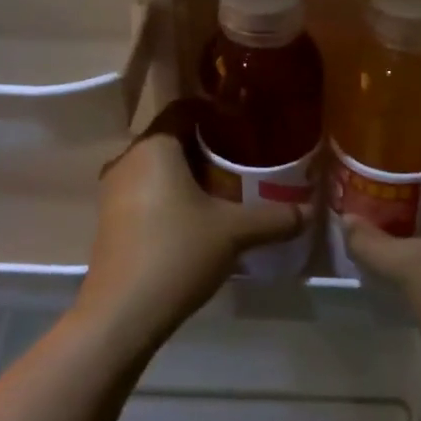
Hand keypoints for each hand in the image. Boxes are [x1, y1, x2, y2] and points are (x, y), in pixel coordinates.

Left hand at [75, 116, 304, 359]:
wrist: (121, 314)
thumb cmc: (177, 253)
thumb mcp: (234, 232)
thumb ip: (275, 217)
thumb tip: (310, 211)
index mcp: (154, 147)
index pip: (184, 107)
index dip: (216, 109)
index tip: (245, 121)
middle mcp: (128, 159)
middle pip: (172, 137)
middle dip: (208, 144)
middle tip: (245, 156)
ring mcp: (114, 190)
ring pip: (158, 166)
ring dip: (190, 172)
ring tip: (228, 186)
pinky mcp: (110, 218)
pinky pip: (147, 190)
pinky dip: (172, 193)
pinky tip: (199, 216)